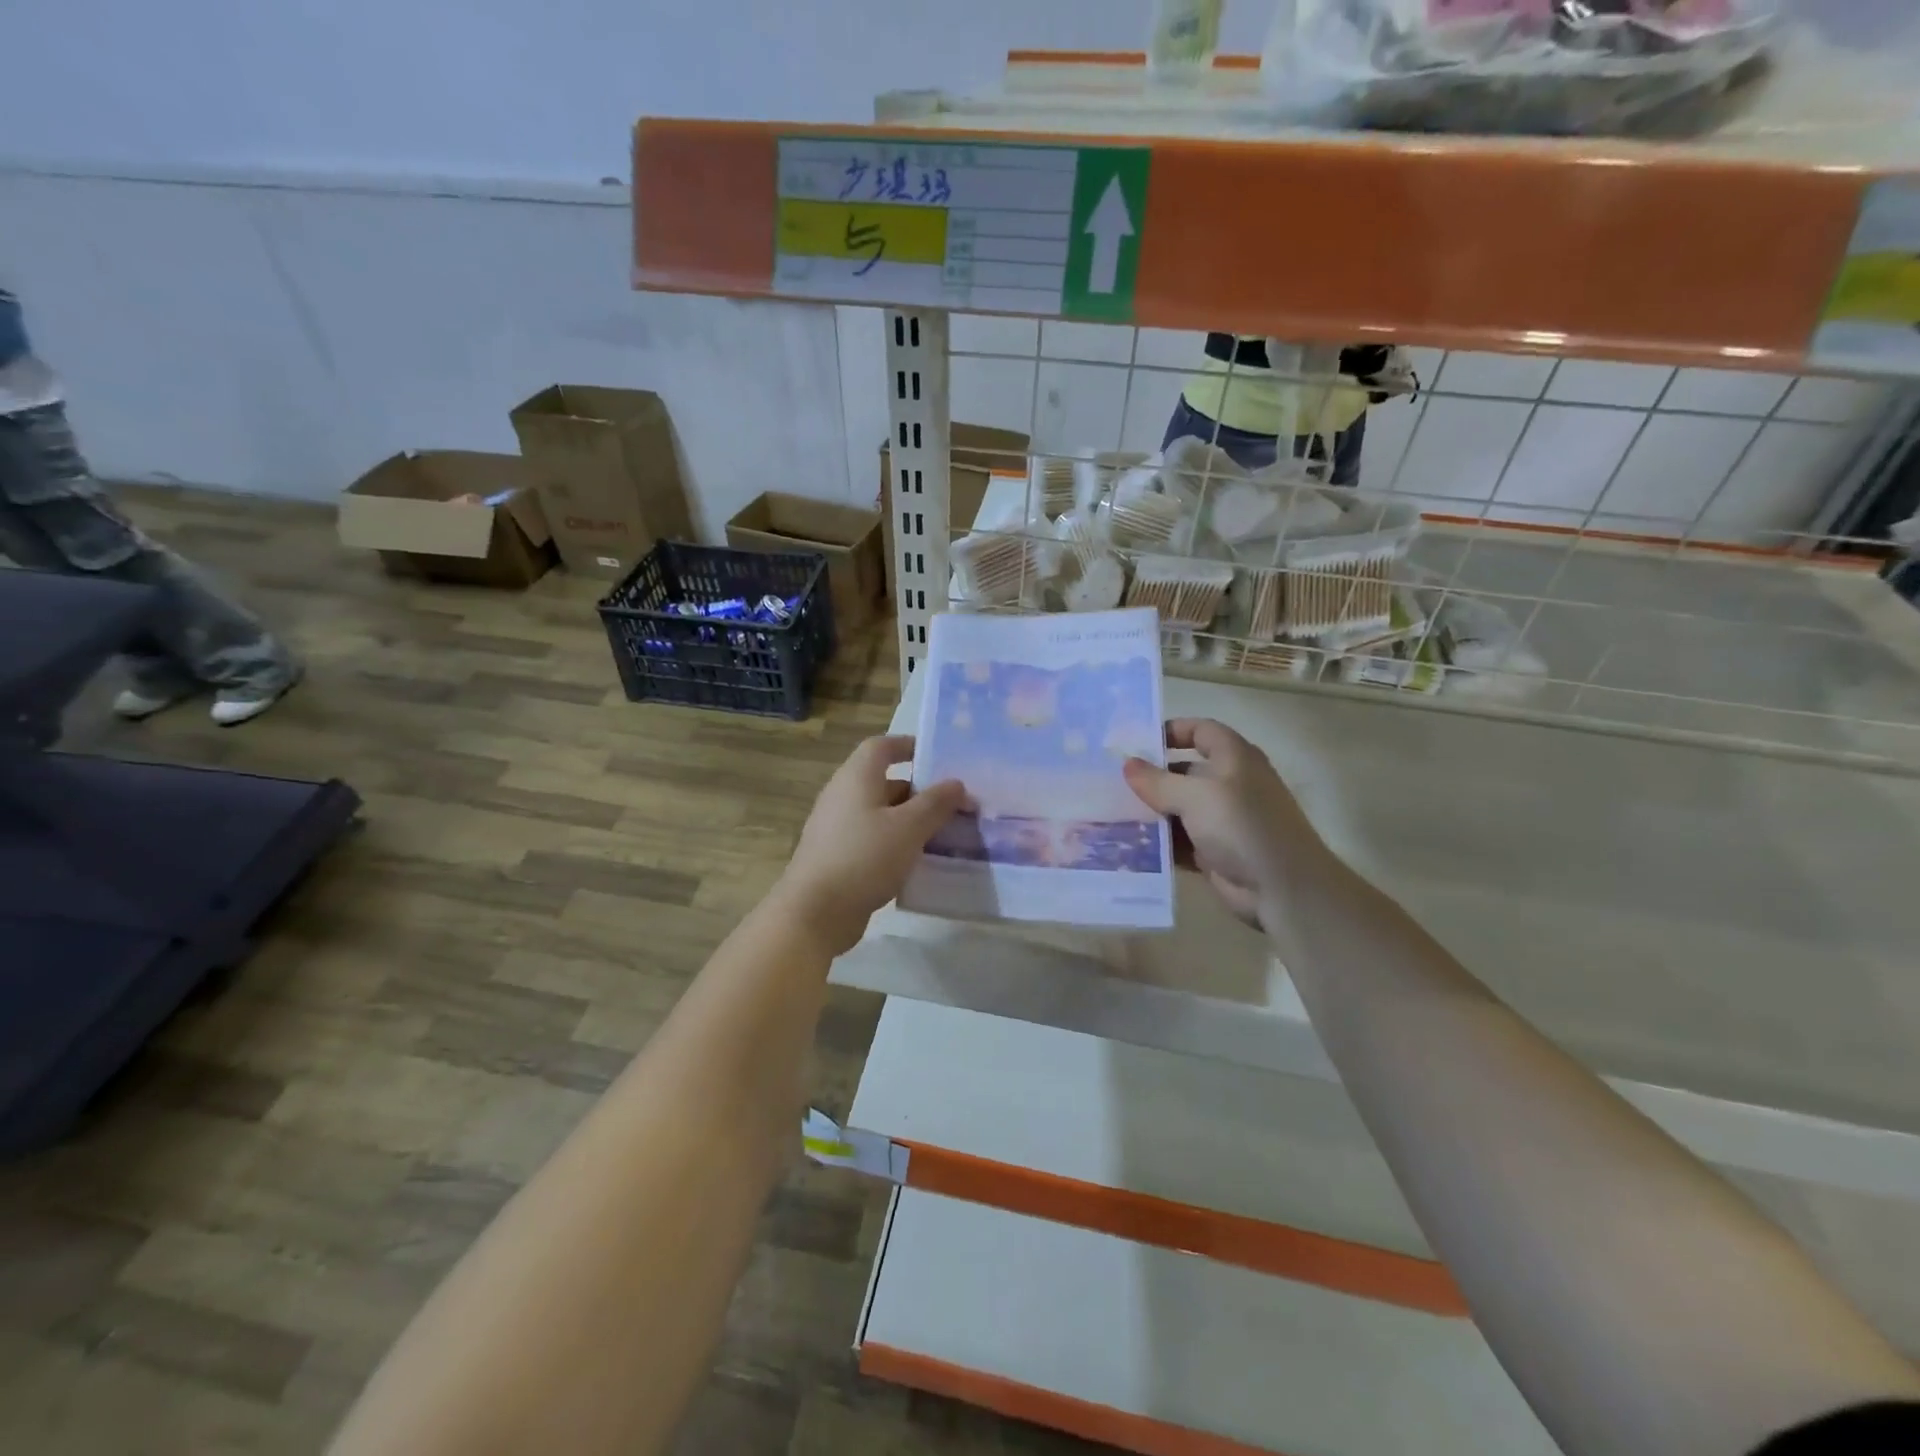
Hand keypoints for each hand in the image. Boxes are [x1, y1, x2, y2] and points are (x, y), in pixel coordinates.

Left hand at [774, 735, 965, 954]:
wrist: (815, 912)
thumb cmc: (864, 857)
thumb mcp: (909, 828)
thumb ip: (936, 803)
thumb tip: (957, 783)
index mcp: (856, 778)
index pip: (881, 746)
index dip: (908, 745)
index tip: (938, 757)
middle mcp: (843, 796)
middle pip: (885, 782)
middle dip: (920, 791)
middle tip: (954, 805)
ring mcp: (838, 828)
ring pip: (882, 814)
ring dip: (911, 821)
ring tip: (945, 835)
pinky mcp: (838, 857)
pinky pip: (874, 840)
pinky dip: (897, 844)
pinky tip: (919, 863)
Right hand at [1123, 719, 1328, 928]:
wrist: (1282, 888)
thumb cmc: (1241, 825)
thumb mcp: (1195, 795)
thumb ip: (1158, 780)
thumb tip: (1128, 765)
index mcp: (1234, 759)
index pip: (1201, 731)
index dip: (1171, 731)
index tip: (1136, 743)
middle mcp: (1229, 784)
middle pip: (1184, 771)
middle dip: (1151, 776)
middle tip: (1111, 780)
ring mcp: (1222, 820)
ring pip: (1179, 808)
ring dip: (1151, 812)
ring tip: (1111, 813)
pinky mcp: (1215, 852)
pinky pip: (1180, 841)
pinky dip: (1159, 842)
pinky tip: (1128, 844)